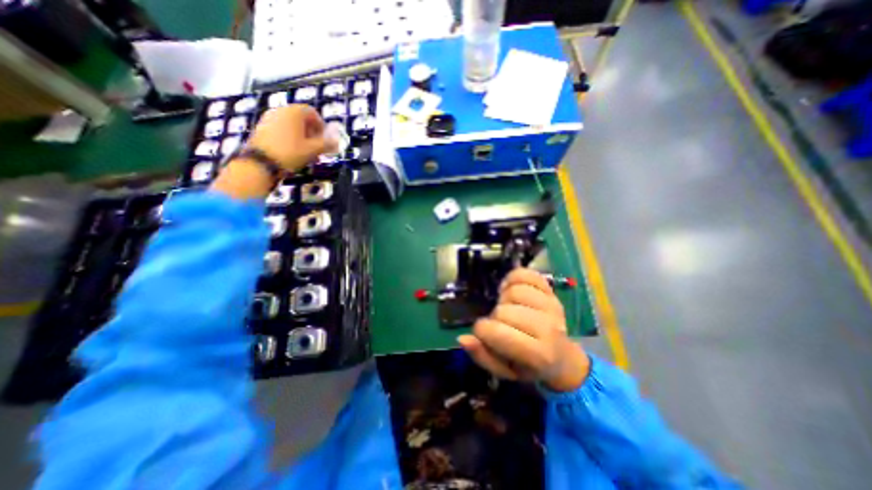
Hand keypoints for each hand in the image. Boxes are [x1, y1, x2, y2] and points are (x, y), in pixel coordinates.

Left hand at [249, 104, 340, 171]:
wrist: (262, 162)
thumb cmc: (291, 152)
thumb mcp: (313, 150)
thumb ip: (327, 144)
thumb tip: (337, 142)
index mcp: (294, 112)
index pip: (312, 113)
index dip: (321, 126)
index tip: (325, 139)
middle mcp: (281, 110)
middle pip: (302, 119)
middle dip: (312, 133)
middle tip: (318, 148)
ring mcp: (269, 118)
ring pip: (292, 126)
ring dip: (303, 137)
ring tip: (307, 153)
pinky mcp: (262, 128)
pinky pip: (282, 130)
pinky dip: (291, 138)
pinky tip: (294, 153)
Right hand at [457, 269, 592, 391]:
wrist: (562, 357)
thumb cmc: (529, 366)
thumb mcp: (505, 370)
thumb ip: (482, 356)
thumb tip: (463, 338)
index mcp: (537, 354)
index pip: (496, 332)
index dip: (482, 331)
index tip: (485, 334)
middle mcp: (548, 328)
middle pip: (504, 310)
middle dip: (494, 316)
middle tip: (500, 323)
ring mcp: (552, 306)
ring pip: (515, 290)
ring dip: (504, 297)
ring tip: (506, 306)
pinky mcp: (551, 291)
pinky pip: (526, 274)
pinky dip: (513, 277)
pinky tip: (510, 289)